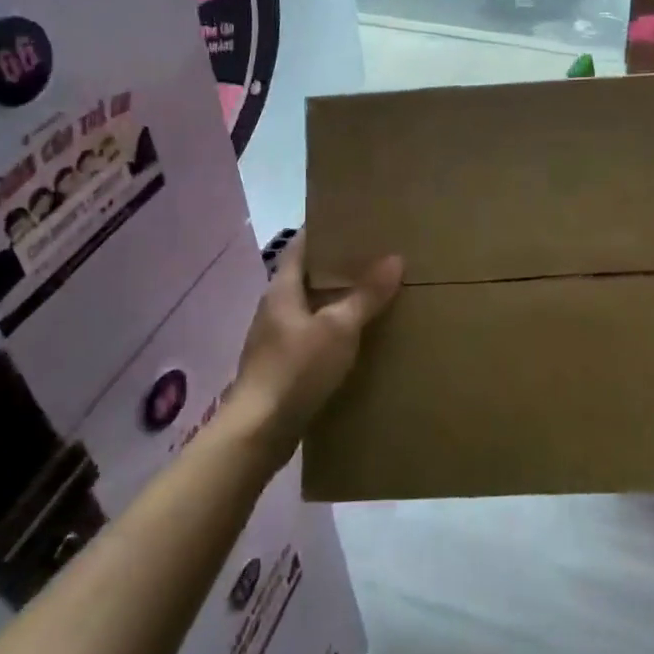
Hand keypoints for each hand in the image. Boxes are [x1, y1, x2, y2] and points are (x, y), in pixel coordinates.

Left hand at [228, 231, 402, 461]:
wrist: (258, 432)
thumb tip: (395, 258)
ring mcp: (276, 338)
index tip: (355, 221)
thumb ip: (366, 295)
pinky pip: (312, 335)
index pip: (301, 245)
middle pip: (308, 276)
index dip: (325, 230)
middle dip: (339, 266)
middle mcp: (275, 308)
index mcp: (282, 289)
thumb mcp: (339, 328)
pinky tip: (358, 337)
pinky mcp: (282, 366)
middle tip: (377, 256)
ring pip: (312, 307)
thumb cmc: (296, 369)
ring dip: (338, 299)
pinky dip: (334, 329)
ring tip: (374, 293)